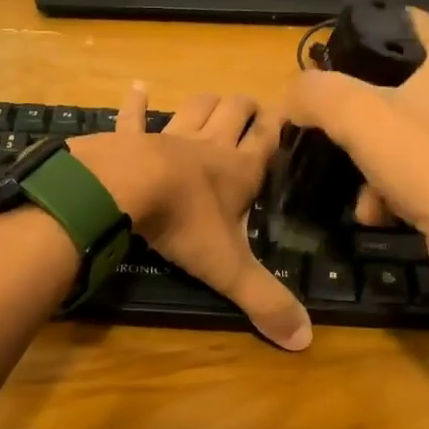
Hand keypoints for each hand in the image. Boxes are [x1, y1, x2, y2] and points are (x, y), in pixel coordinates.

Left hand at [70, 83, 311, 351]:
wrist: (124, 191)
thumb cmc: (183, 224)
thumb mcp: (229, 268)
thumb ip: (265, 301)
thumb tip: (305, 340)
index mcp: (238, 170)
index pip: (268, 138)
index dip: (280, 126)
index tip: (289, 117)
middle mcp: (209, 145)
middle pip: (235, 111)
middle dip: (246, 108)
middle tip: (253, 112)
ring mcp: (168, 136)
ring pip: (195, 107)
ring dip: (206, 103)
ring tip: (214, 102)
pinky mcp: (130, 138)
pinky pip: (134, 116)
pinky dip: (136, 104)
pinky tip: (137, 88)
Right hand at [284, 8, 428, 273]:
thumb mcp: (358, 118)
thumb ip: (315, 94)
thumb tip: (293, 95)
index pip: (397, 22)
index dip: (354, 41)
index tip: (323, 73)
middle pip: (393, 84)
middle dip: (356, 118)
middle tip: (330, 134)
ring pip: (401, 130)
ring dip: (370, 162)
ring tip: (361, 193)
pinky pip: (420, 164)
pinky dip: (395, 185)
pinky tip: (381, 211)